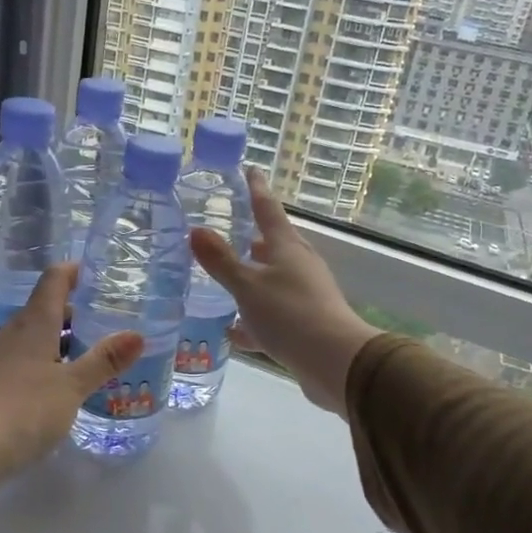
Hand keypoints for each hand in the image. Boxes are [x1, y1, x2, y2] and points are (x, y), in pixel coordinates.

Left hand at [0, 263, 141, 511]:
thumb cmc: (24, 410)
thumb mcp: (72, 386)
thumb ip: (103, 360)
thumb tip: (138, 334)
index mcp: (34, 324)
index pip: (53, 281)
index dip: (74, 271)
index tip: (96, 271)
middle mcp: (13, 333)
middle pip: (44, 309)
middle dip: (74, 310)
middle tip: (106, 318)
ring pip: (35, 336)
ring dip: (61, 339)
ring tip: (91, 352)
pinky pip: (25, 359)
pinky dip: (47, 361)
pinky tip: (62, 383)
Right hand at [188, 169, 379, 415]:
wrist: (335, 362)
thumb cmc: (290, 314)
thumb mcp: (247, 286)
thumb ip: (220, 261)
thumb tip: (196, 230)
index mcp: (287, 248)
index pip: (268, 209)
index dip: (256, 189)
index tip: (250, 170)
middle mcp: (299, 266)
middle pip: (273, 245)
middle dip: (252, 238)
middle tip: (229, 230)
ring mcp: (304, 295)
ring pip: (272, 281)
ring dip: (251, 279)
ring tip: (225, 280)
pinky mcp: (305, 325)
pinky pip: (273, 315)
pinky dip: (253, 320)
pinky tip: (233, 332)